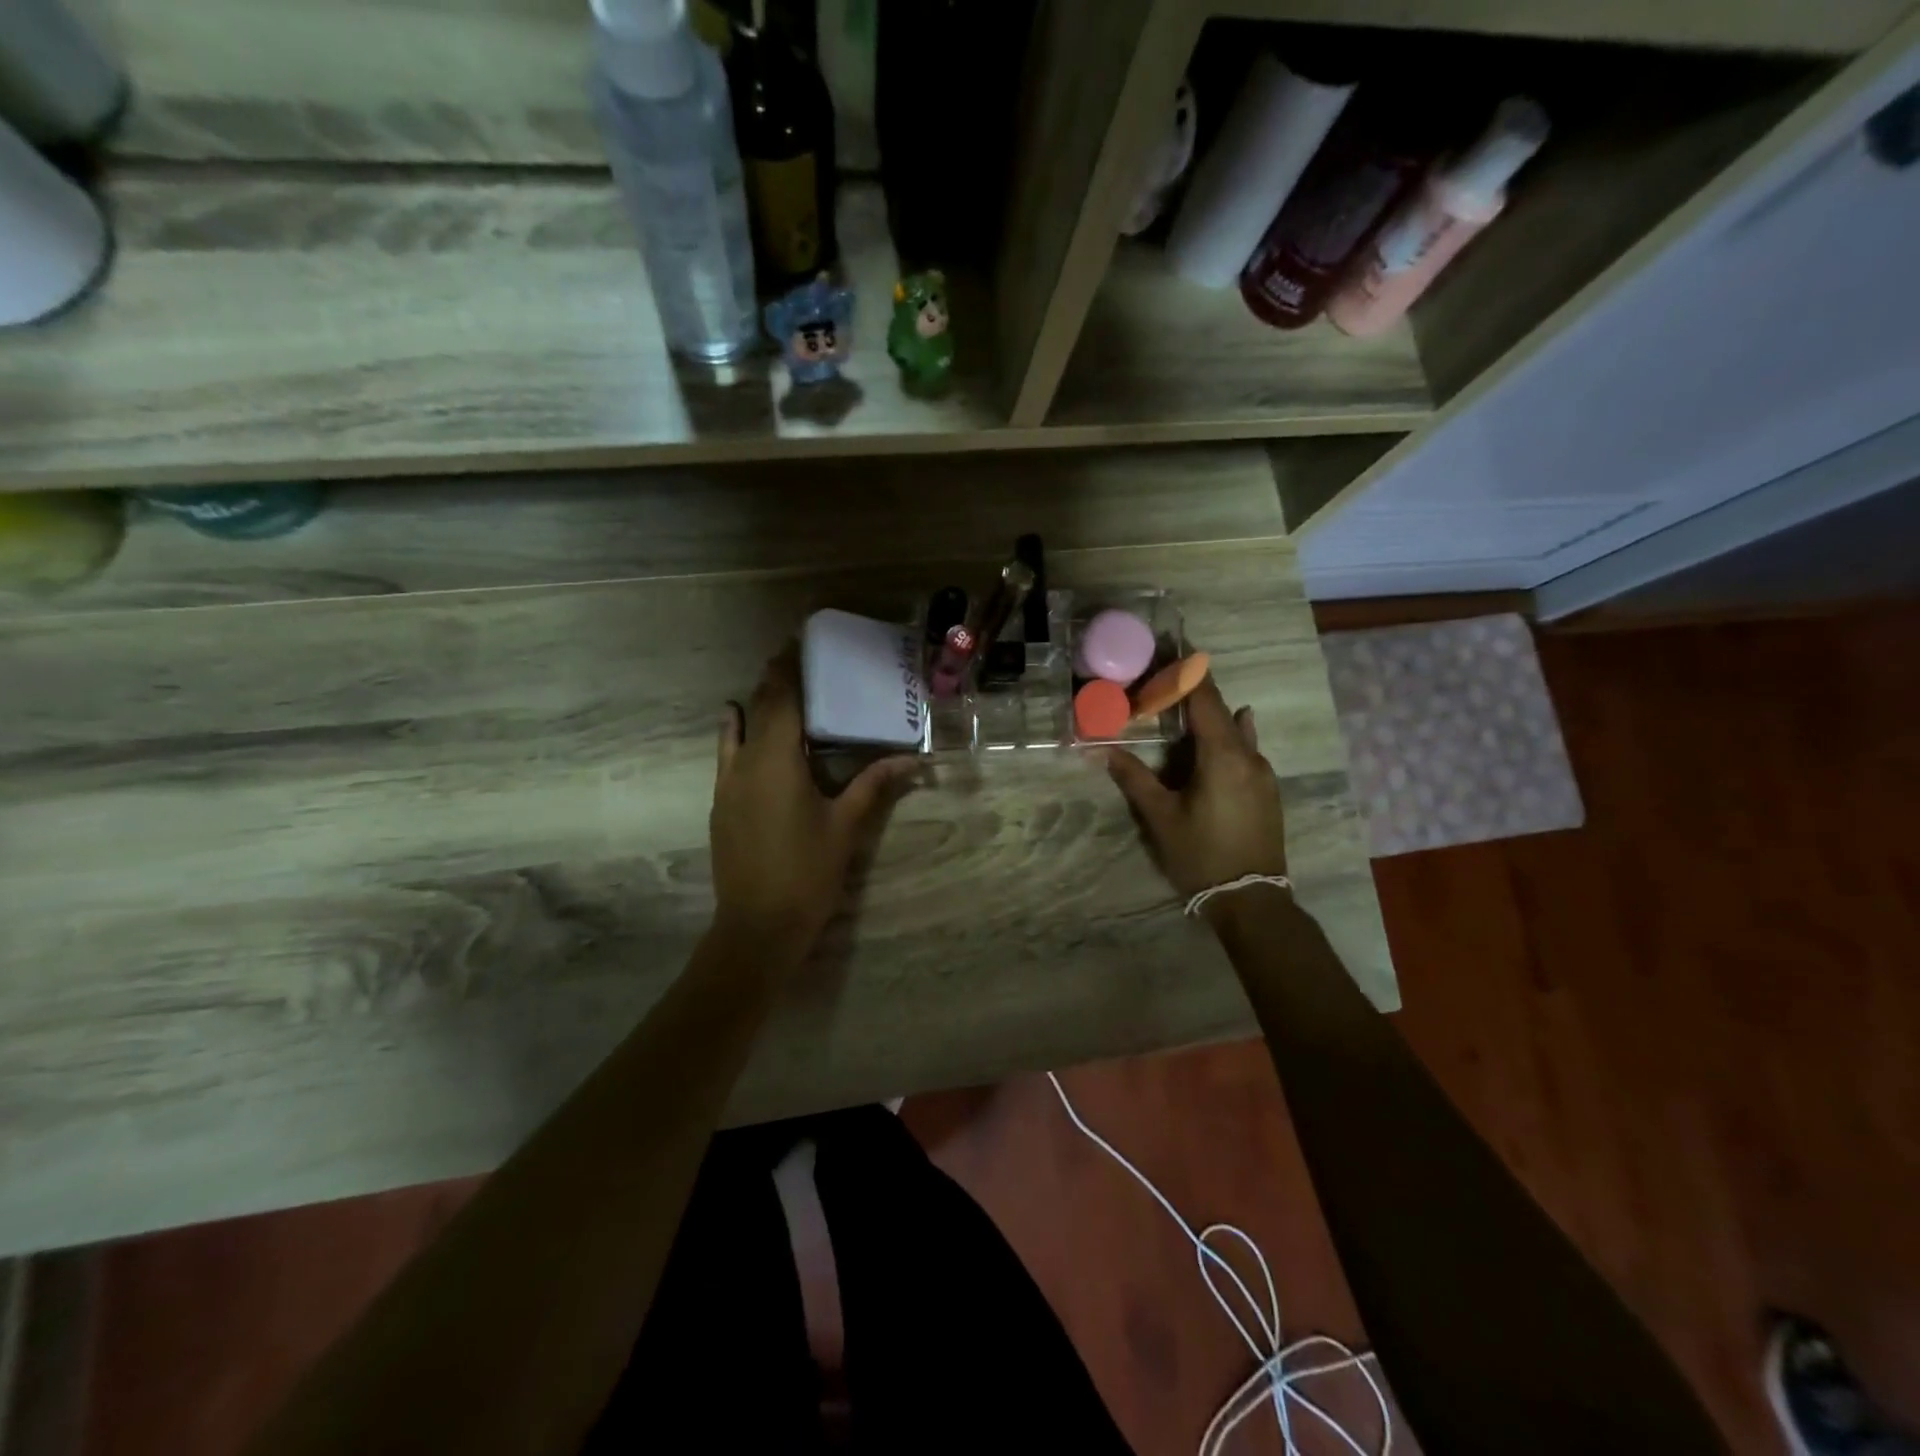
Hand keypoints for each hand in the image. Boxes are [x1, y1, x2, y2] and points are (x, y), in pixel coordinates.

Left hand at [710, 644, 914, 951]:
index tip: (798, 642)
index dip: (788, 668)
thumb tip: (913, 760)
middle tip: (794, 658)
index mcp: (777, 760)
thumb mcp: (846, 826)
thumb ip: (874, 785)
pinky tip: (737, 723)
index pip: (781, 699)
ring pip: (738, 729)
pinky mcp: (721, 805)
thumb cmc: (807, 872)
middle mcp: (746, 763)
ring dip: (754, 704)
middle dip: (774, 680)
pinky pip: (727, 755)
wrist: (757, 926)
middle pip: (758, 708)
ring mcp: (728, 784)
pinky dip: (735, 732)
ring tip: (772, 686)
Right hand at [1103, 674, 1288, 907]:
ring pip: (1236, 729)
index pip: (1204, 699)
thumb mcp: (1161, 817)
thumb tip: (1102, 749)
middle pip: (1221, 709)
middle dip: (1194, 689)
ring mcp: (1263, 773)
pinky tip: (1230, 727)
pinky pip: (1246, 748)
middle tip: (1166, 673)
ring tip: (1185, 703)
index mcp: (1223, 756)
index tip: (1173, 646)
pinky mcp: (1266, 790)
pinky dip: (1228, 733)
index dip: (1187, 671)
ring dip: (1211, 713)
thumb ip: (1134, 778)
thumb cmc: (1201, 856)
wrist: (1251, 899)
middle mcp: (1249, 755)